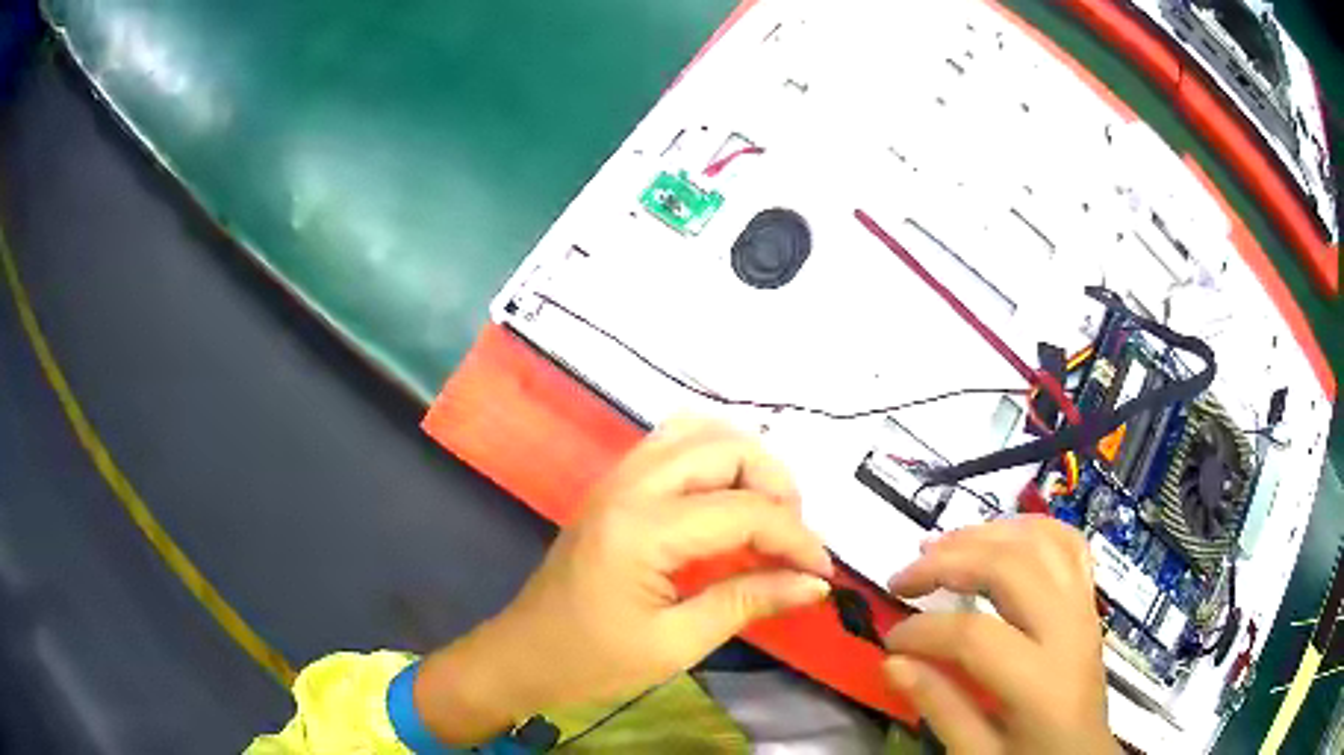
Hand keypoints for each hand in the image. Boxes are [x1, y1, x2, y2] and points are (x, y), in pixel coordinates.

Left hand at [416, 417, 833, 744]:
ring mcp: (616, 478)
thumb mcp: (675, 644)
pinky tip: (725, 500)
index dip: (796, 539)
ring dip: (746, 463)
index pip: (744, 511)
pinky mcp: (612, 485)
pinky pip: (672, 443)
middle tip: (791, 541)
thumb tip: (815, 585)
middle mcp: (630, 485)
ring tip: (766, 515)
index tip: (822, 572)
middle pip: (727, 449)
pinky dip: (713, 459)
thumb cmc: (593, 661)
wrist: (523, 655)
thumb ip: (747, 603)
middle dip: (777, 488)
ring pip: (699, 431)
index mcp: (642, 529)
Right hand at [884, 517, 1117, 753]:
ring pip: (1041, 541)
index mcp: (1040, 682)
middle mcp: (1069, 631)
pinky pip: (1068, 543)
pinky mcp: (1088, 600)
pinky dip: (1030, 528)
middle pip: (1011, 568)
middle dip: (948, 562)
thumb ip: (940, 708)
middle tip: (904, 577)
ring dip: (986, 534)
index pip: (975, 636)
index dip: (923, 632)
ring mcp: (1084, 608)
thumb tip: (892, 662)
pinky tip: (1000, 536)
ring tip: (941, 545)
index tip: (891, 642)